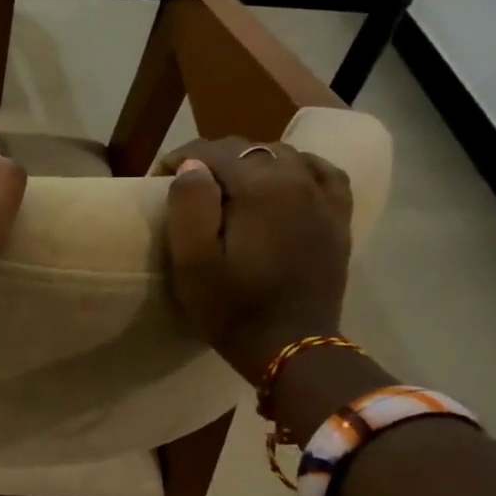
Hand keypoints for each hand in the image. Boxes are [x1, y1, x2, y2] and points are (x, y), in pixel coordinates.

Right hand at [159, 137, 352, 383]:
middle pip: (248, 147)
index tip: (158, 181)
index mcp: (260, 187)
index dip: (179, 159)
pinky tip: (283, 181)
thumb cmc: (232, 307)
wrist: (292, 348)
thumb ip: (188, 204)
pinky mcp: (338, 218)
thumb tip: (193, 167)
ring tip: (228, 187)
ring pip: (283, 155)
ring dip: (250, 162)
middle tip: (187, 187)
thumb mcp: (192, 261)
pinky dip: (297, 168)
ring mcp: (324, 198)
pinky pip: (321, 173)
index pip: (212, 151)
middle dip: (212, 159)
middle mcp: (297, 180)